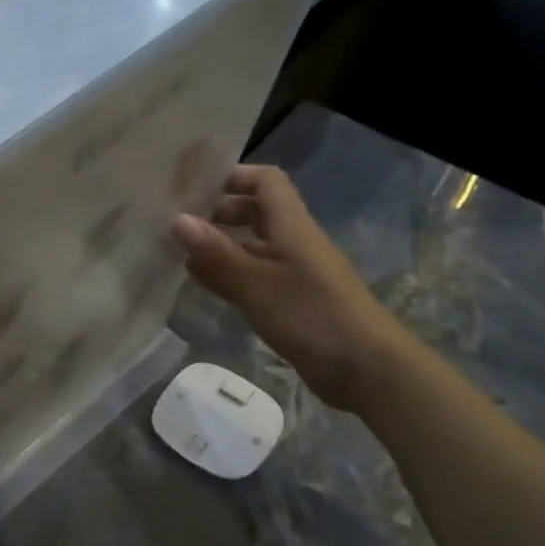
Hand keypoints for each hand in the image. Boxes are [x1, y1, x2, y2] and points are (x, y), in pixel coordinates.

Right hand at [172, 165, 413, 411]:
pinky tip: (202, 284)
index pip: (265, 182)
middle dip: (218, 212)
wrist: (367, 369)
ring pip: (252, 246)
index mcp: (291, 227)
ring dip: (220, 246)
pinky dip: (228, 274)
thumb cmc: (313, 317)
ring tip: (178, 253)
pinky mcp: (291, 301)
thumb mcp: (257, 284)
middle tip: (177, 224)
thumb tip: (177, 219)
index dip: (233, 176)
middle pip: (257, 212)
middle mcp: (293, 242)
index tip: (193, 187)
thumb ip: (217, 253)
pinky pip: (254, 276)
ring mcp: (294, 273)